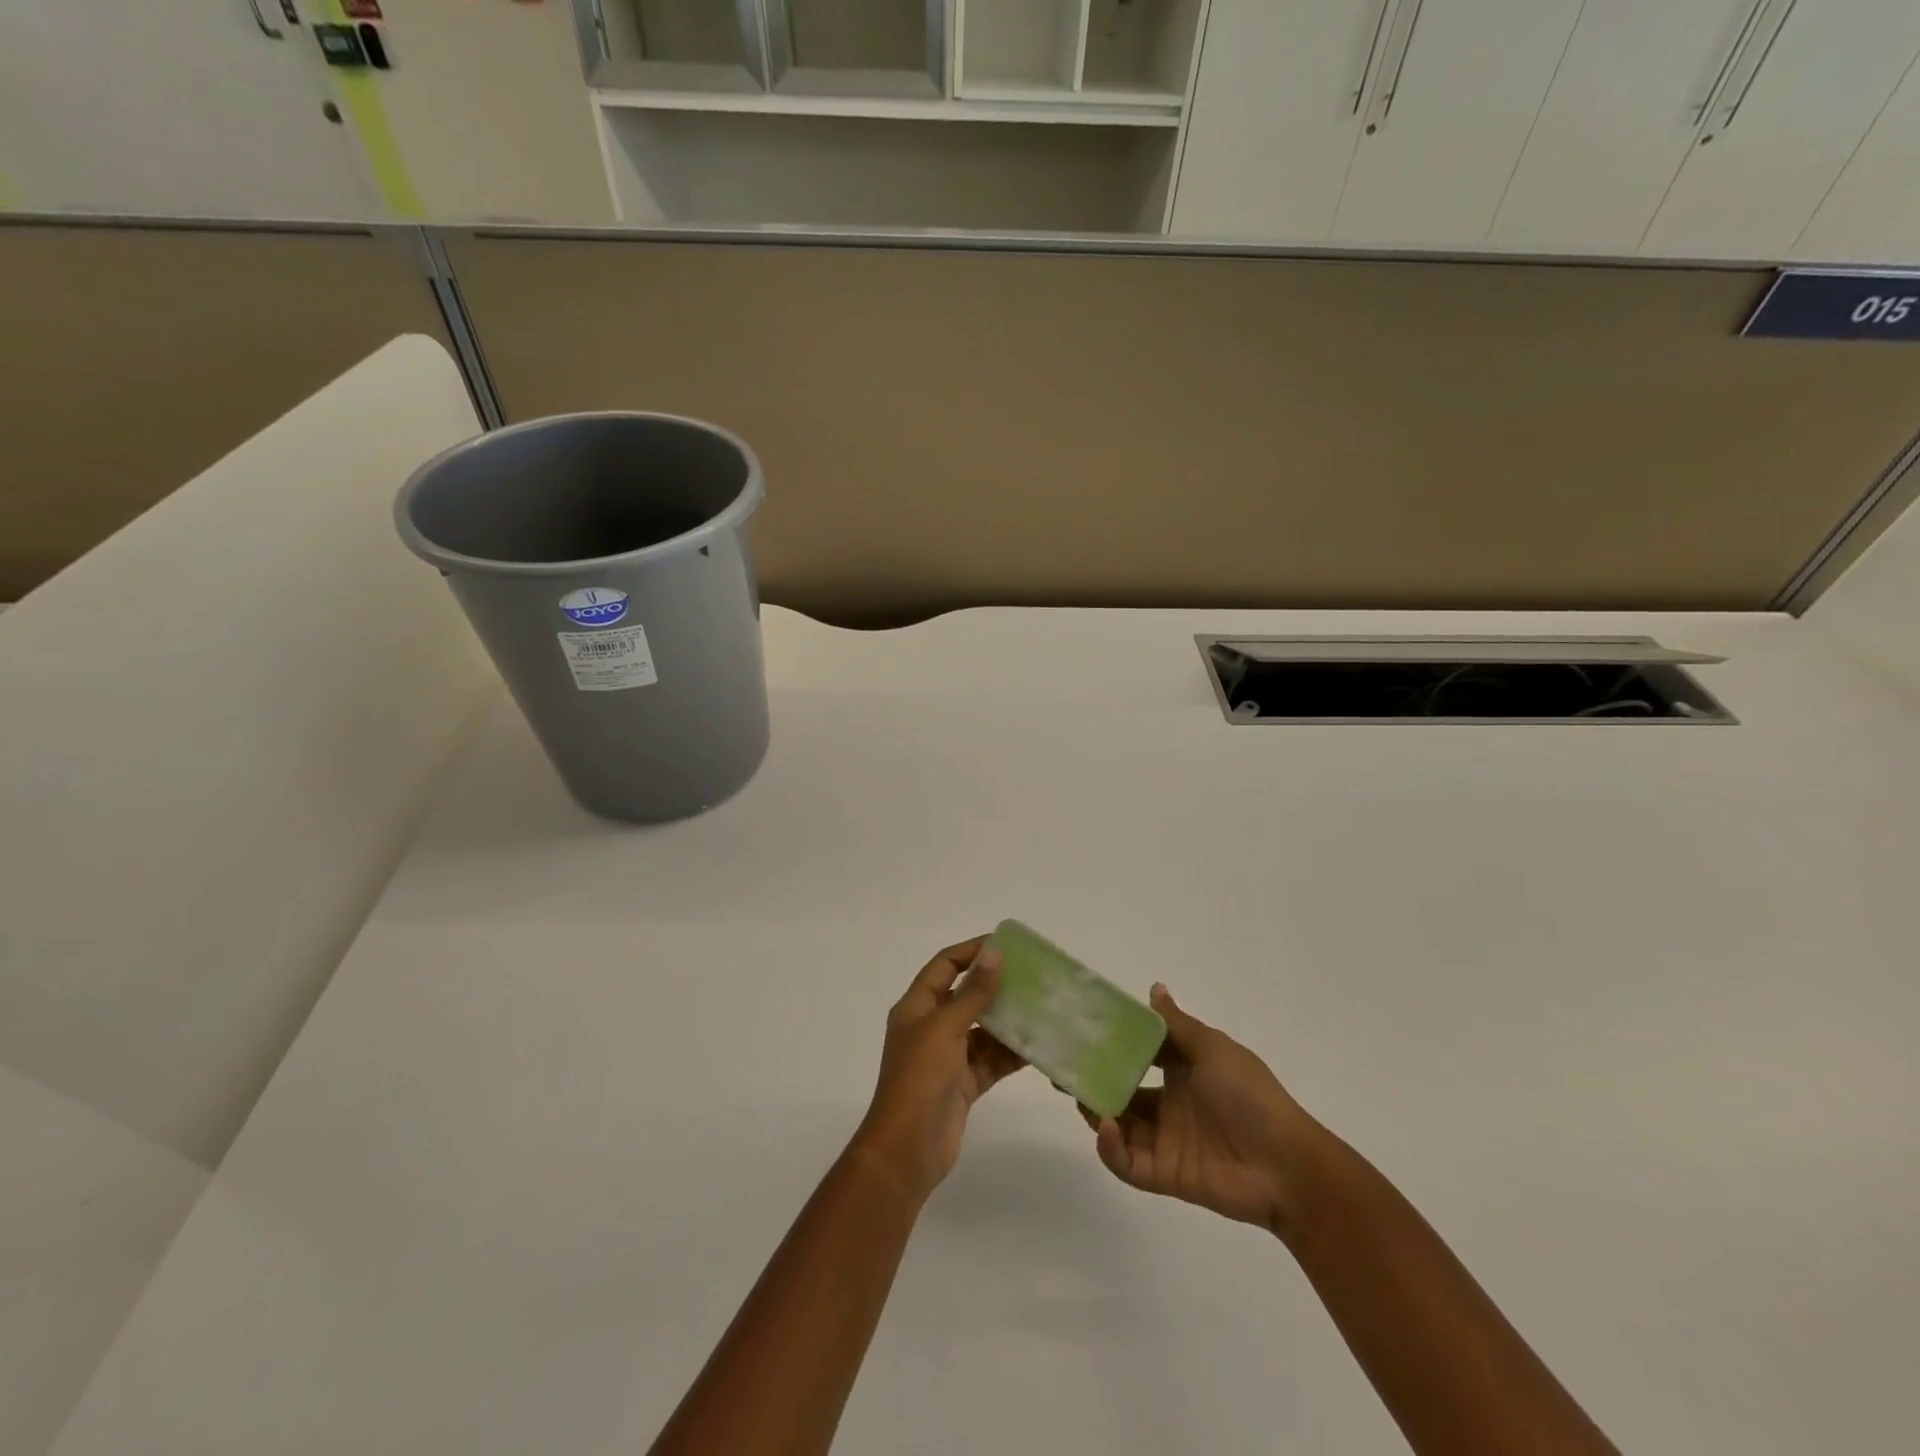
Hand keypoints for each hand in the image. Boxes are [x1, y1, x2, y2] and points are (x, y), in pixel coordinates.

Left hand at [851, 937, 1025, 1204]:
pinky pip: (992, 1059)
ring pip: (984, 1029)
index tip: (1005, 944)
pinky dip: (1012, 1053)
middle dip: (997, 985)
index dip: (971, 951)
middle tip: (1034, 976)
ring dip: (1009, 1020)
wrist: (907, 1150)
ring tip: (1044, 1007)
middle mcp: (931, 1027)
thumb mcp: (945, 1028)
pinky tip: (1040, 1045)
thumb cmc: (919, 1078)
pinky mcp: (964, 1083)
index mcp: (916, 1007)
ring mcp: (948, 1056)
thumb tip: (995, 953)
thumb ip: (973, 992)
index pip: (945, 966)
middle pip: (966, 995)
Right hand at [1084, 983, 1320, 1236]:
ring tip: (1078, 1095)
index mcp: (1181, 1070)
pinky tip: (1106, 1126)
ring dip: (1094, 1110)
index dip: (1110, 1045)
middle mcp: (1167, 1103)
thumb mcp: (1212, 1049)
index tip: (1080, 1032)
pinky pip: (1126, 1162)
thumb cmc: (1249, 1095)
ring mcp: (1163, 1140)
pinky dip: (1110, 1147)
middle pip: (1119, 1090)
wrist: (1285, 1164)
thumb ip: (1176, 1024)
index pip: (1136, 1054)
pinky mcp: (1162, 1174)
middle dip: (1091, 1080)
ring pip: (1116, 1124)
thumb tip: (1154, 987)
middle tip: (1061, 1069)